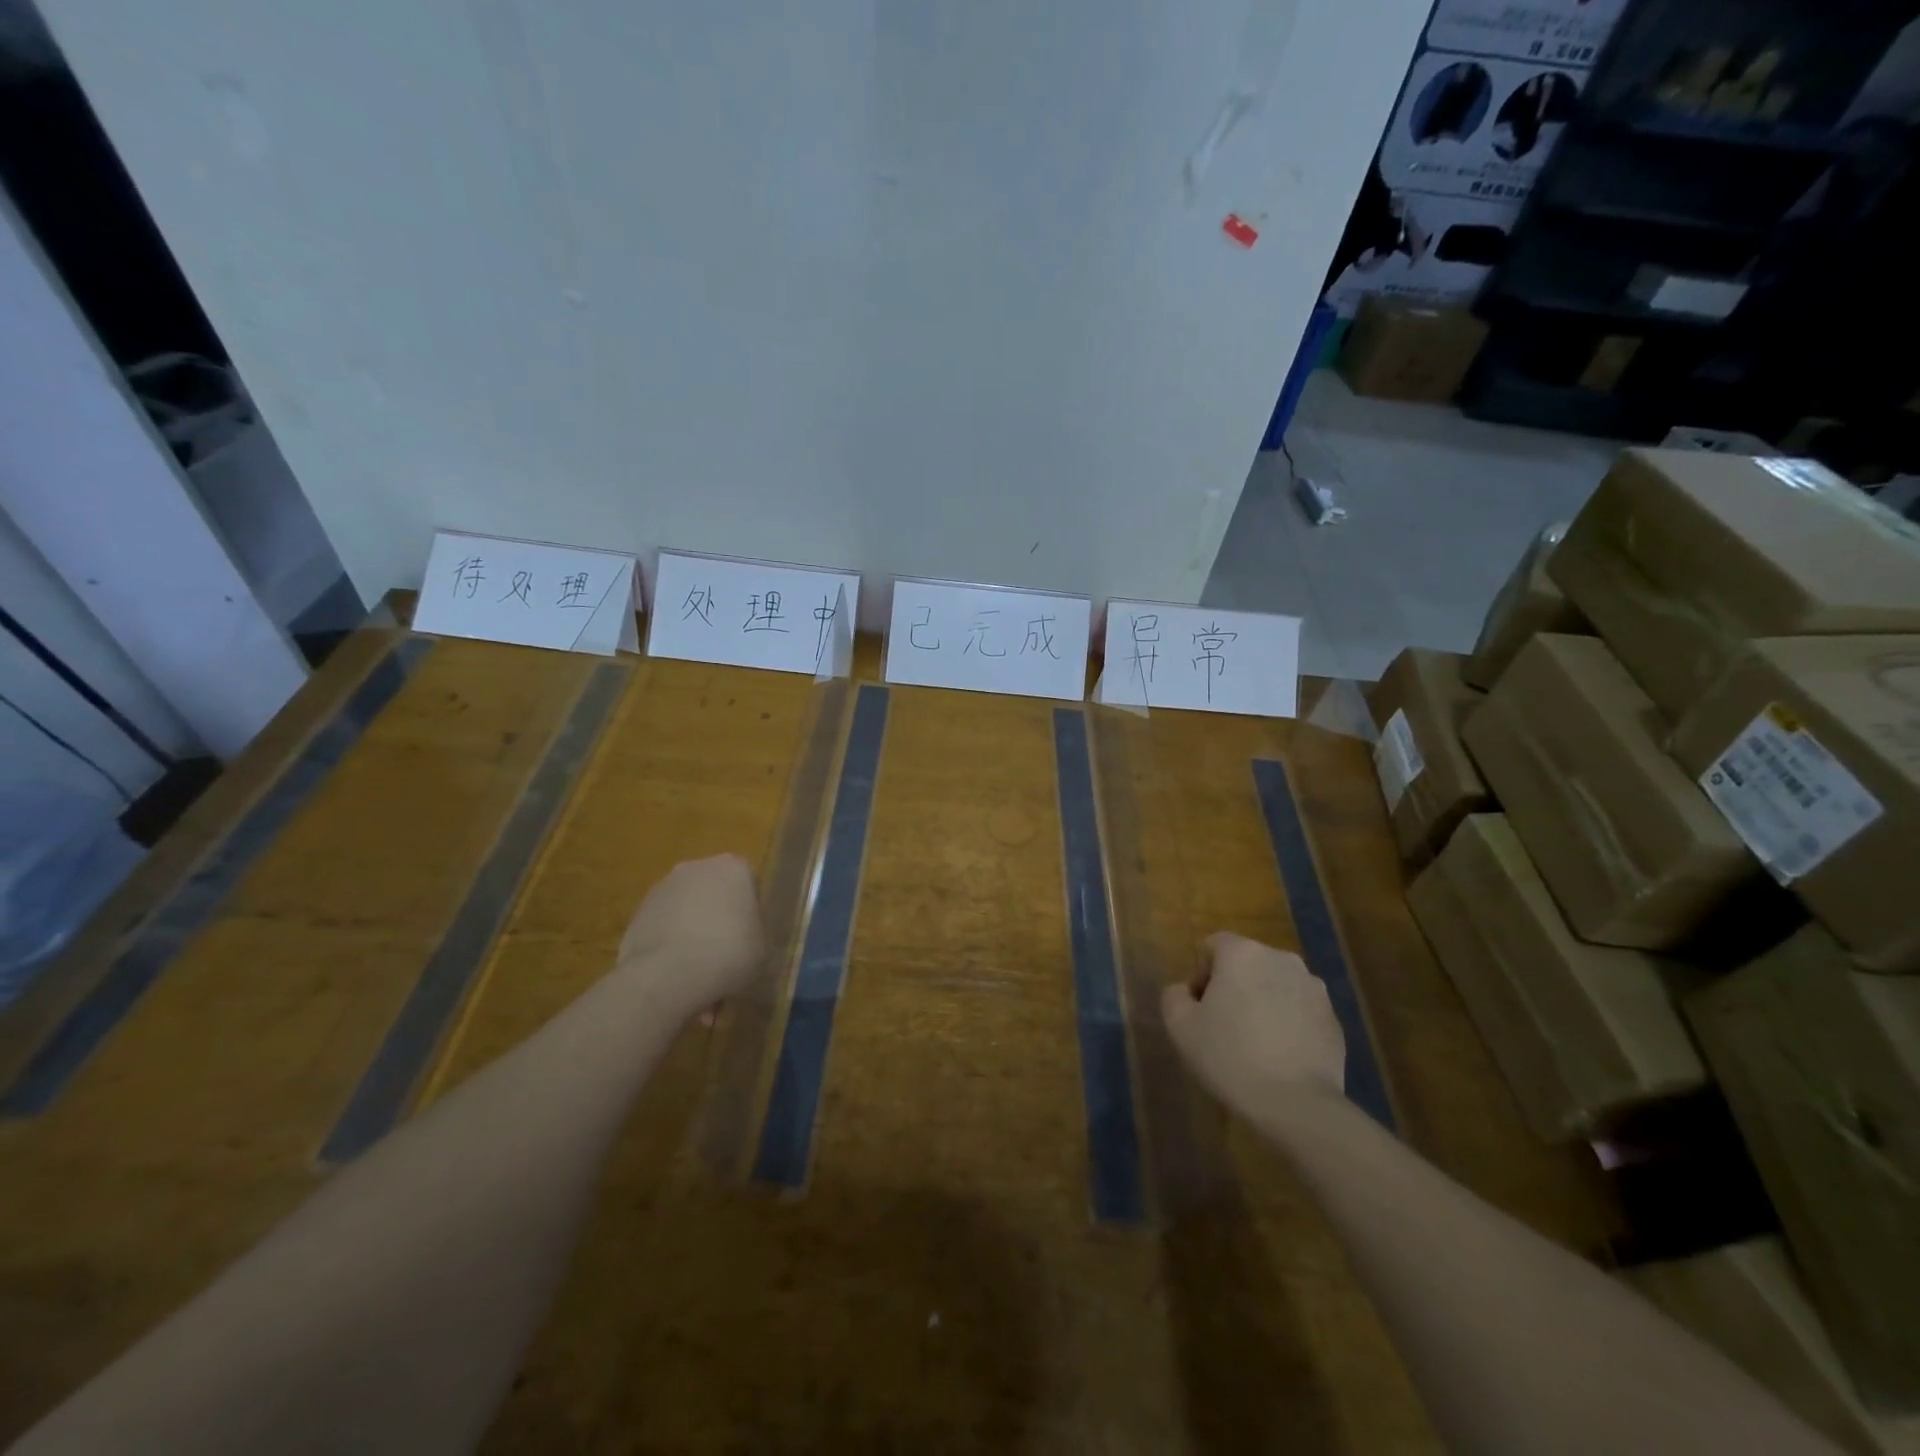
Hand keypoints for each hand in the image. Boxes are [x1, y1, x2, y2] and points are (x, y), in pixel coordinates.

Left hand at [617, 855, 765, 1015]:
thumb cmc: (730, 953)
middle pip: (714, 892)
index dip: (751, 913)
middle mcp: (696, 868)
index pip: (749, 884)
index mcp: (733, 867)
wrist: (669, 975)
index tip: (751, 938)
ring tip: (698, 973)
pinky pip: (663, 928)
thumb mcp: (764, 947)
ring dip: (692, 933)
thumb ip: (757, 931)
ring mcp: (662, 889)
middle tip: (725, 955)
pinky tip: (675, 975)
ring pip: (686, 910)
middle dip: (718, 919)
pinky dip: (670, 946)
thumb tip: (747, 934)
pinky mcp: (636, 914)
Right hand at [1162, 933, 1344, 1122]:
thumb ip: (1174, 996)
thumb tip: (1186, 991)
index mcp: (1243, 953)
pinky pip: (1299, 1010)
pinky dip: (1288, 1023)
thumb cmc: (1230, 1057)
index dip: (1201, 974)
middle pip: (1247, 963)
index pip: (1213, 945)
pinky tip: (1280, 1056)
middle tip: (1223, 1025)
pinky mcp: (1333, 1018)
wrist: (1297, 1105)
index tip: (1201, 1009)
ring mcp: (1313, 988)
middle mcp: (1281, 959)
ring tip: (1255, 1043)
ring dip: (1262, 1002)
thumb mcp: (1180, 1027)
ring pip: (1275, 985)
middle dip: (1233, 986)